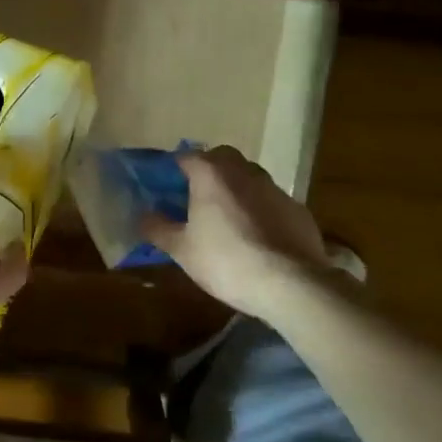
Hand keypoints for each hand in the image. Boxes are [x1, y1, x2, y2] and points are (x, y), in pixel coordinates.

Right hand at [140, 146, 329, 314]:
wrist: (290, 285)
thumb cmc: (225, 260)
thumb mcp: (181, 249)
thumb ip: (158, 228)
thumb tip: (143, 215)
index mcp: (211, 174)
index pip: (186, 156)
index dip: (173, 169)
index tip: (165, 187)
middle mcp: (244, 172)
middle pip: (222, 158)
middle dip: (208, 170)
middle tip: (196, 197)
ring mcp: (275, 189)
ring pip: (250, 177)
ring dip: (236, 188)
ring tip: (226, 217)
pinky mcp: (298, 210)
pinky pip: (271, 201)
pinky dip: (260, 209)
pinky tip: (257, 236)